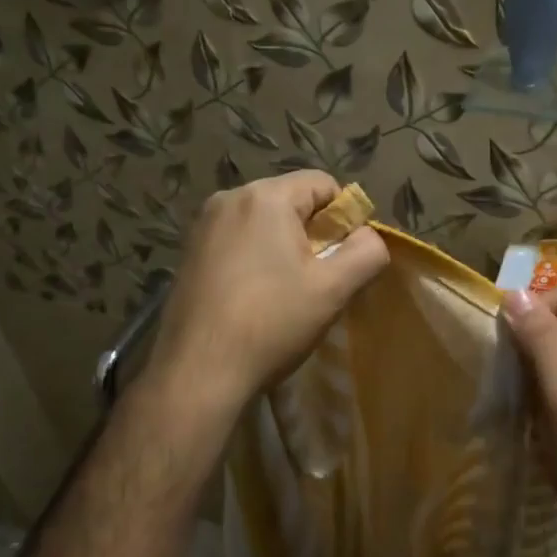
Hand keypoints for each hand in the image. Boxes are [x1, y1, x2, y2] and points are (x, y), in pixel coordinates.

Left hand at [146, 171, 388, 420]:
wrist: (197, 372)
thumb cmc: (270, 324)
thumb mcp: (333, 289)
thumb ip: (366, 252)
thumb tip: (367, 236)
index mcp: (265, 197)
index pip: (323, 184)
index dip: (345, 218)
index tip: (344, 260)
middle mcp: (228, 199)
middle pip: (291, 202)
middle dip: (313, 235)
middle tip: (318, 282)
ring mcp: (202, 226)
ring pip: (263, 224)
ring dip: (284, 250)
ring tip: (287, 295)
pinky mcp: (189, 253)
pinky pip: (237, 242)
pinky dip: (255, 261)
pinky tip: (255, 300)